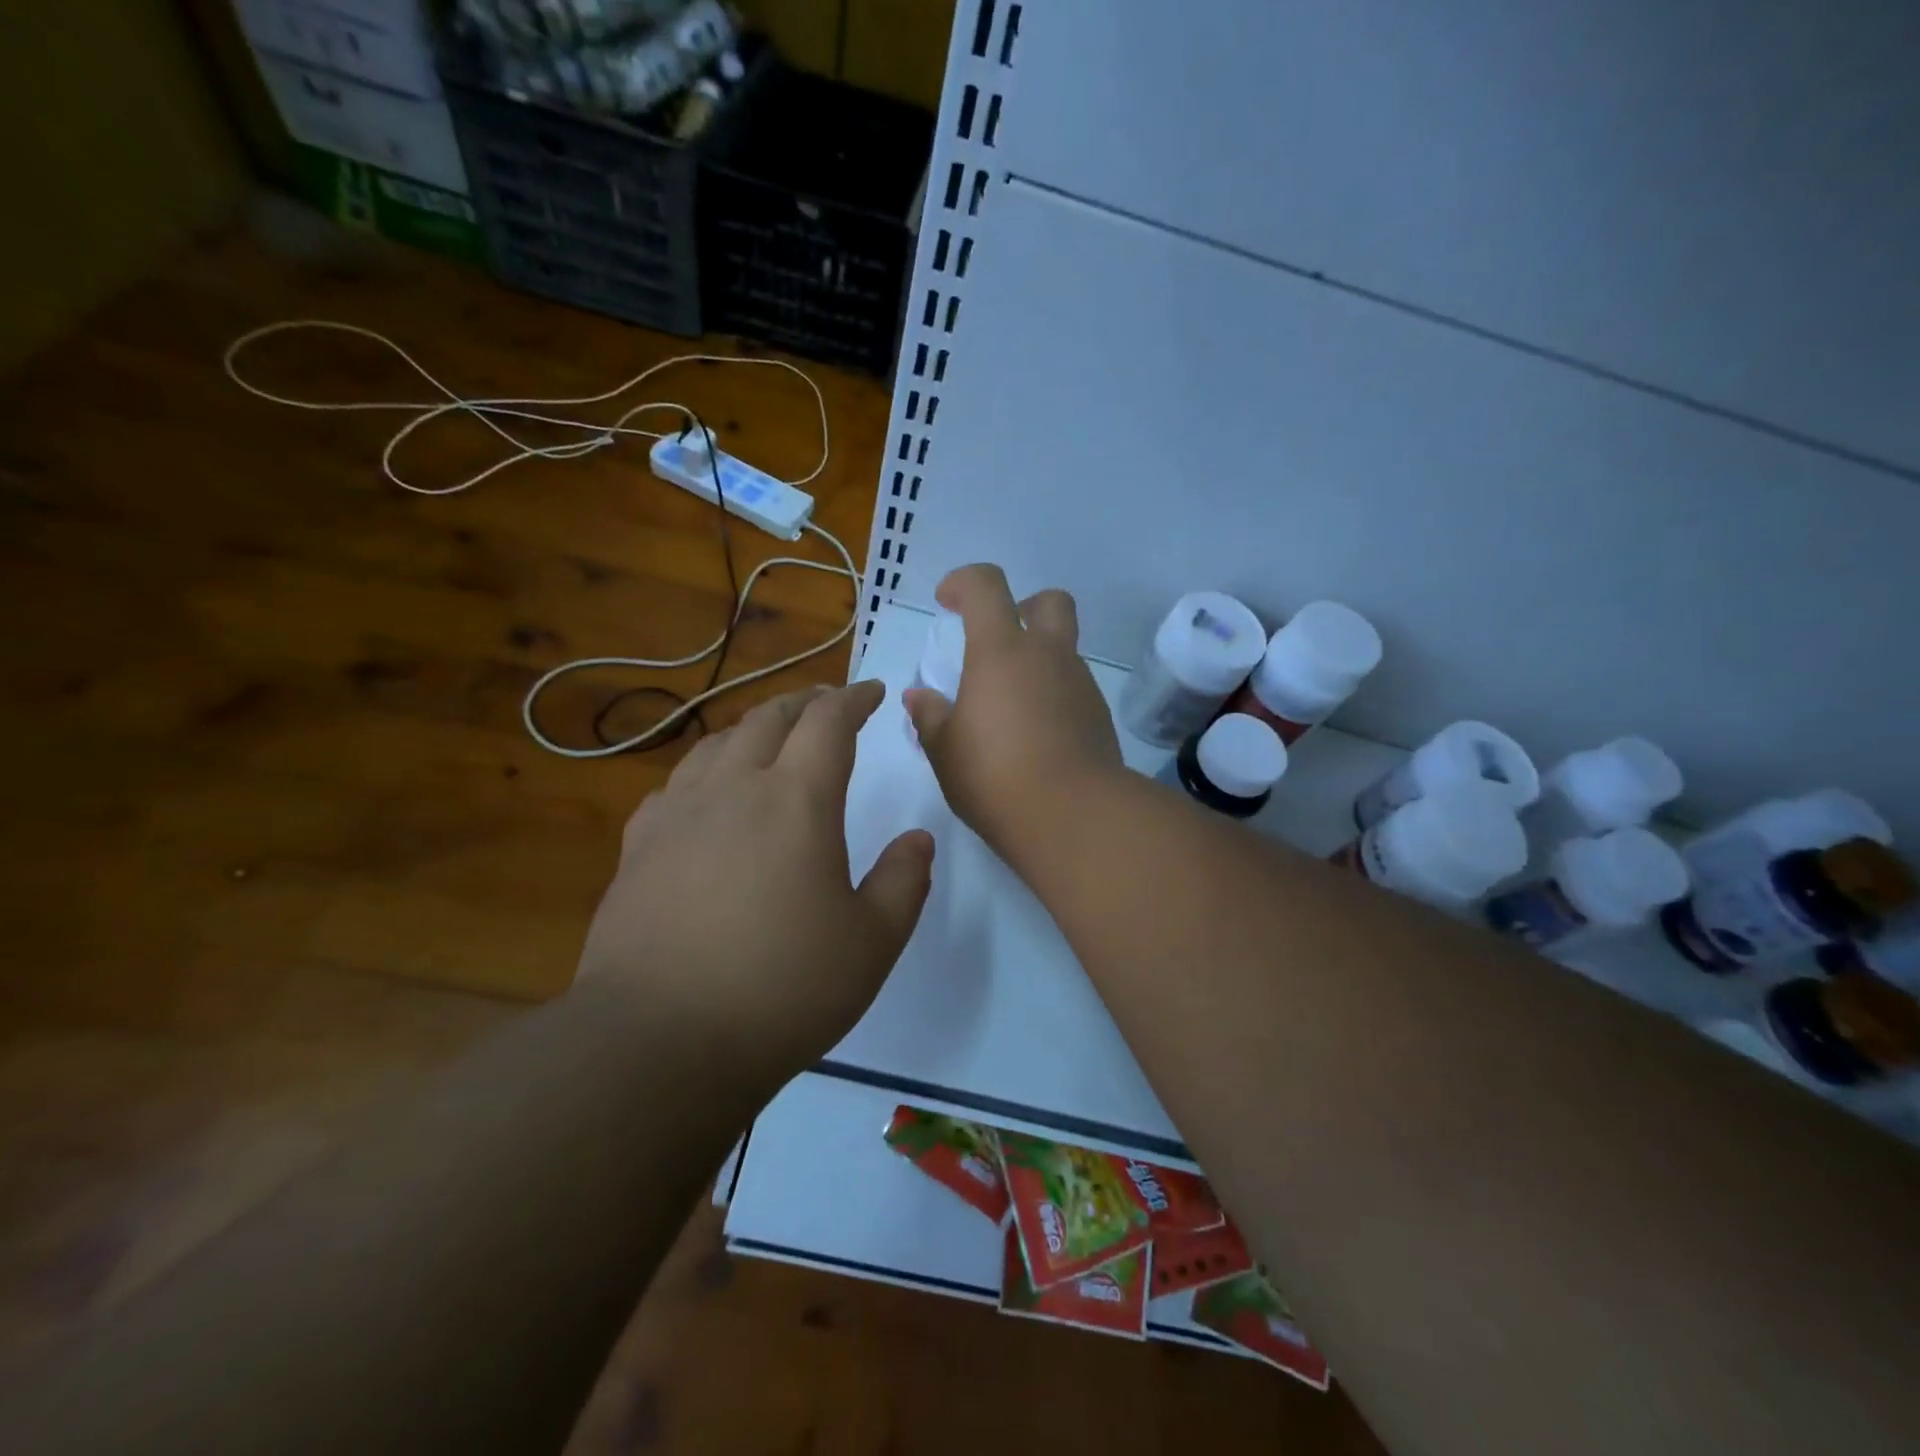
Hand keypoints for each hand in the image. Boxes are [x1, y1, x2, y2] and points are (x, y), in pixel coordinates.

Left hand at [577, 681, 932, 1097]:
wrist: (659, 1041)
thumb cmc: (782, 990)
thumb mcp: (872, 942)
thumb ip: (904, 881)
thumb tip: (917, 840)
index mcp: (797, 801)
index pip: (828, 722)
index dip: (854, 699)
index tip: (873, 693)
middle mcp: (734, 789)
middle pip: (769, 719)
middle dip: (805, 703)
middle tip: (828, 704)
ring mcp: (677, 815)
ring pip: (717, 744)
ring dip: (753, 729)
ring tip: (772, 738)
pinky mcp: (638, 848)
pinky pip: (675, 786)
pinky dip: (704, 771)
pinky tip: (706, 794)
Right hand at [904, 564, 1122, 854]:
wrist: (1073, 816)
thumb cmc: (994, 775)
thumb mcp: (944, 749)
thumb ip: (929, 716)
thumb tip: (918, 696)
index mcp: (1002, 651)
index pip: (986, 586)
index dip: (963, 582)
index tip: (946, 601)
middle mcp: (1048, 656)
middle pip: (1049, 602)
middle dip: (1023, 607)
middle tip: (998, 640)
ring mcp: (1080, 685)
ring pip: (1063, 651)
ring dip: (1038, 662)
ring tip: (1009, 708)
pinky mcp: (1099, 717)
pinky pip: (1073, 689)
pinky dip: (1053, 697)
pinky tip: (1035, 736)